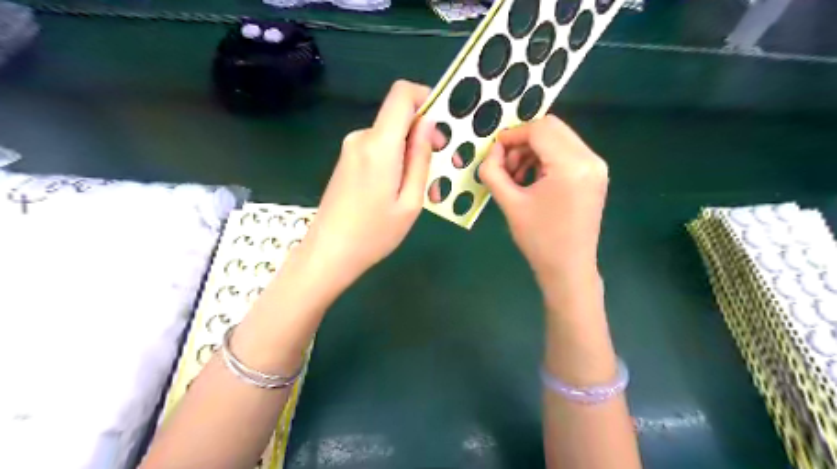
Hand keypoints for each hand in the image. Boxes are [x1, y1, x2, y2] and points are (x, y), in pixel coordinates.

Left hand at [305, 81, 438, 286]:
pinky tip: (401, 192)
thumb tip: (429, 123)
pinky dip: (396, 163)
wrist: (328, 254)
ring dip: (412, 156)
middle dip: (424, 137)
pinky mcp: (347, 161)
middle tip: (440, 171)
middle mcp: (362, 138)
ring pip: (391, 138)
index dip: (427, 98)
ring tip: (424, 192)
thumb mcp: (410, 201)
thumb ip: (420, 158)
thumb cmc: (374, 233)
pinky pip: (378, 150)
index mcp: (379, 144)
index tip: (443, 126)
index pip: (402, 94)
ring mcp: (351, 149)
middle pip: (400, 118)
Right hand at [477, 114, 608, 289]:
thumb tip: (492, 151)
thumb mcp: (509, 203)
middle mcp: (590, 159)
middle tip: (506, 165)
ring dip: (534, 150)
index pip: (539, 129)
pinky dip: (546, 158)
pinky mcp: (595, 175)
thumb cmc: (538, 239)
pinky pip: (567, 152)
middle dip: (523, 141)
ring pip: (559, 138)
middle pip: (552, 128)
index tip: (494, 152)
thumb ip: (493, 171)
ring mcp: (596, 166)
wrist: (568, 268)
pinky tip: (533, 179)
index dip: (512, 135)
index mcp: (571, 165)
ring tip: (517, 176)